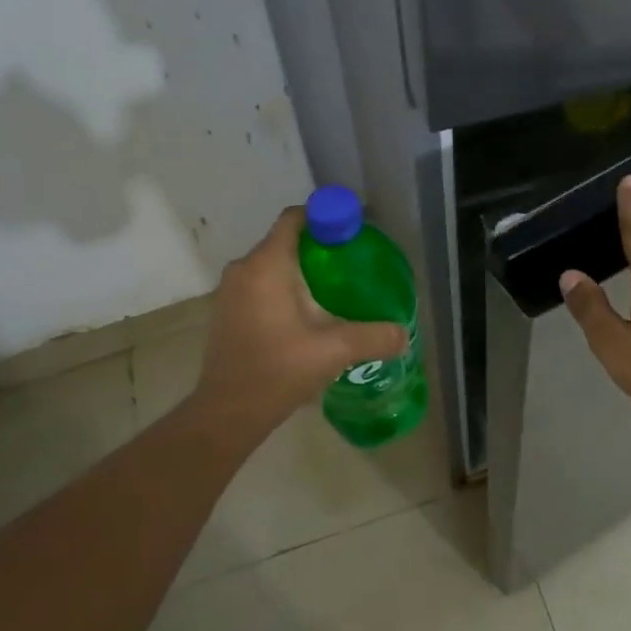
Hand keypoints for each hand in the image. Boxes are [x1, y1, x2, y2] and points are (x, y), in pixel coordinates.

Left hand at [192, 207, 407, 436]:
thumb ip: (373, 337)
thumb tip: (404, 334)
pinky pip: (263, 284)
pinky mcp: (230, 312)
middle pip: (287, 240)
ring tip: (338, 289)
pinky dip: (287, 287)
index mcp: (266, 265)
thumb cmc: (277, 371)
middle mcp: (244, 269)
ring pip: (274, 264)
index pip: (295, 218)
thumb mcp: (333, 351)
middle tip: (354, 264)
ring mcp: (232, 291)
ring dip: (304, 270)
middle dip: (321, 246)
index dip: (325, 217)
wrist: (226, 413)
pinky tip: (311, 313)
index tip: (353, 231)